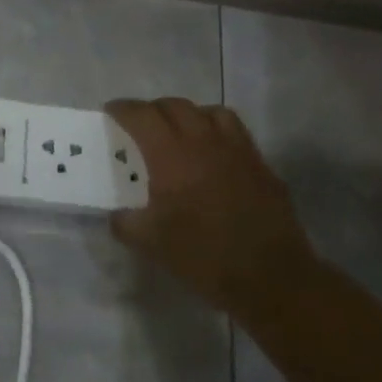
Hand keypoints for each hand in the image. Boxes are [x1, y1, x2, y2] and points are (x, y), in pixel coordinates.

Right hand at [105, 98, 313, 312]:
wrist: (270, 276)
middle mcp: (203, 140)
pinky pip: (235, 131)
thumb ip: (126, 223)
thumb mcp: (151, 243)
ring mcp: (236, 149)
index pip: (141, 115)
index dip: (122, 109)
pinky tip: (213, 154)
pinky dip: (217, 131)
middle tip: (141, 125)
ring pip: (209, 111)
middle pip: (174, 105)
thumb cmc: (203, 255)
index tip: (111, 112)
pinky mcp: (260, 164)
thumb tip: (117, 215)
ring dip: (188, 114)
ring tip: (180, 131)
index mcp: (171, 154)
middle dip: (152, 109)